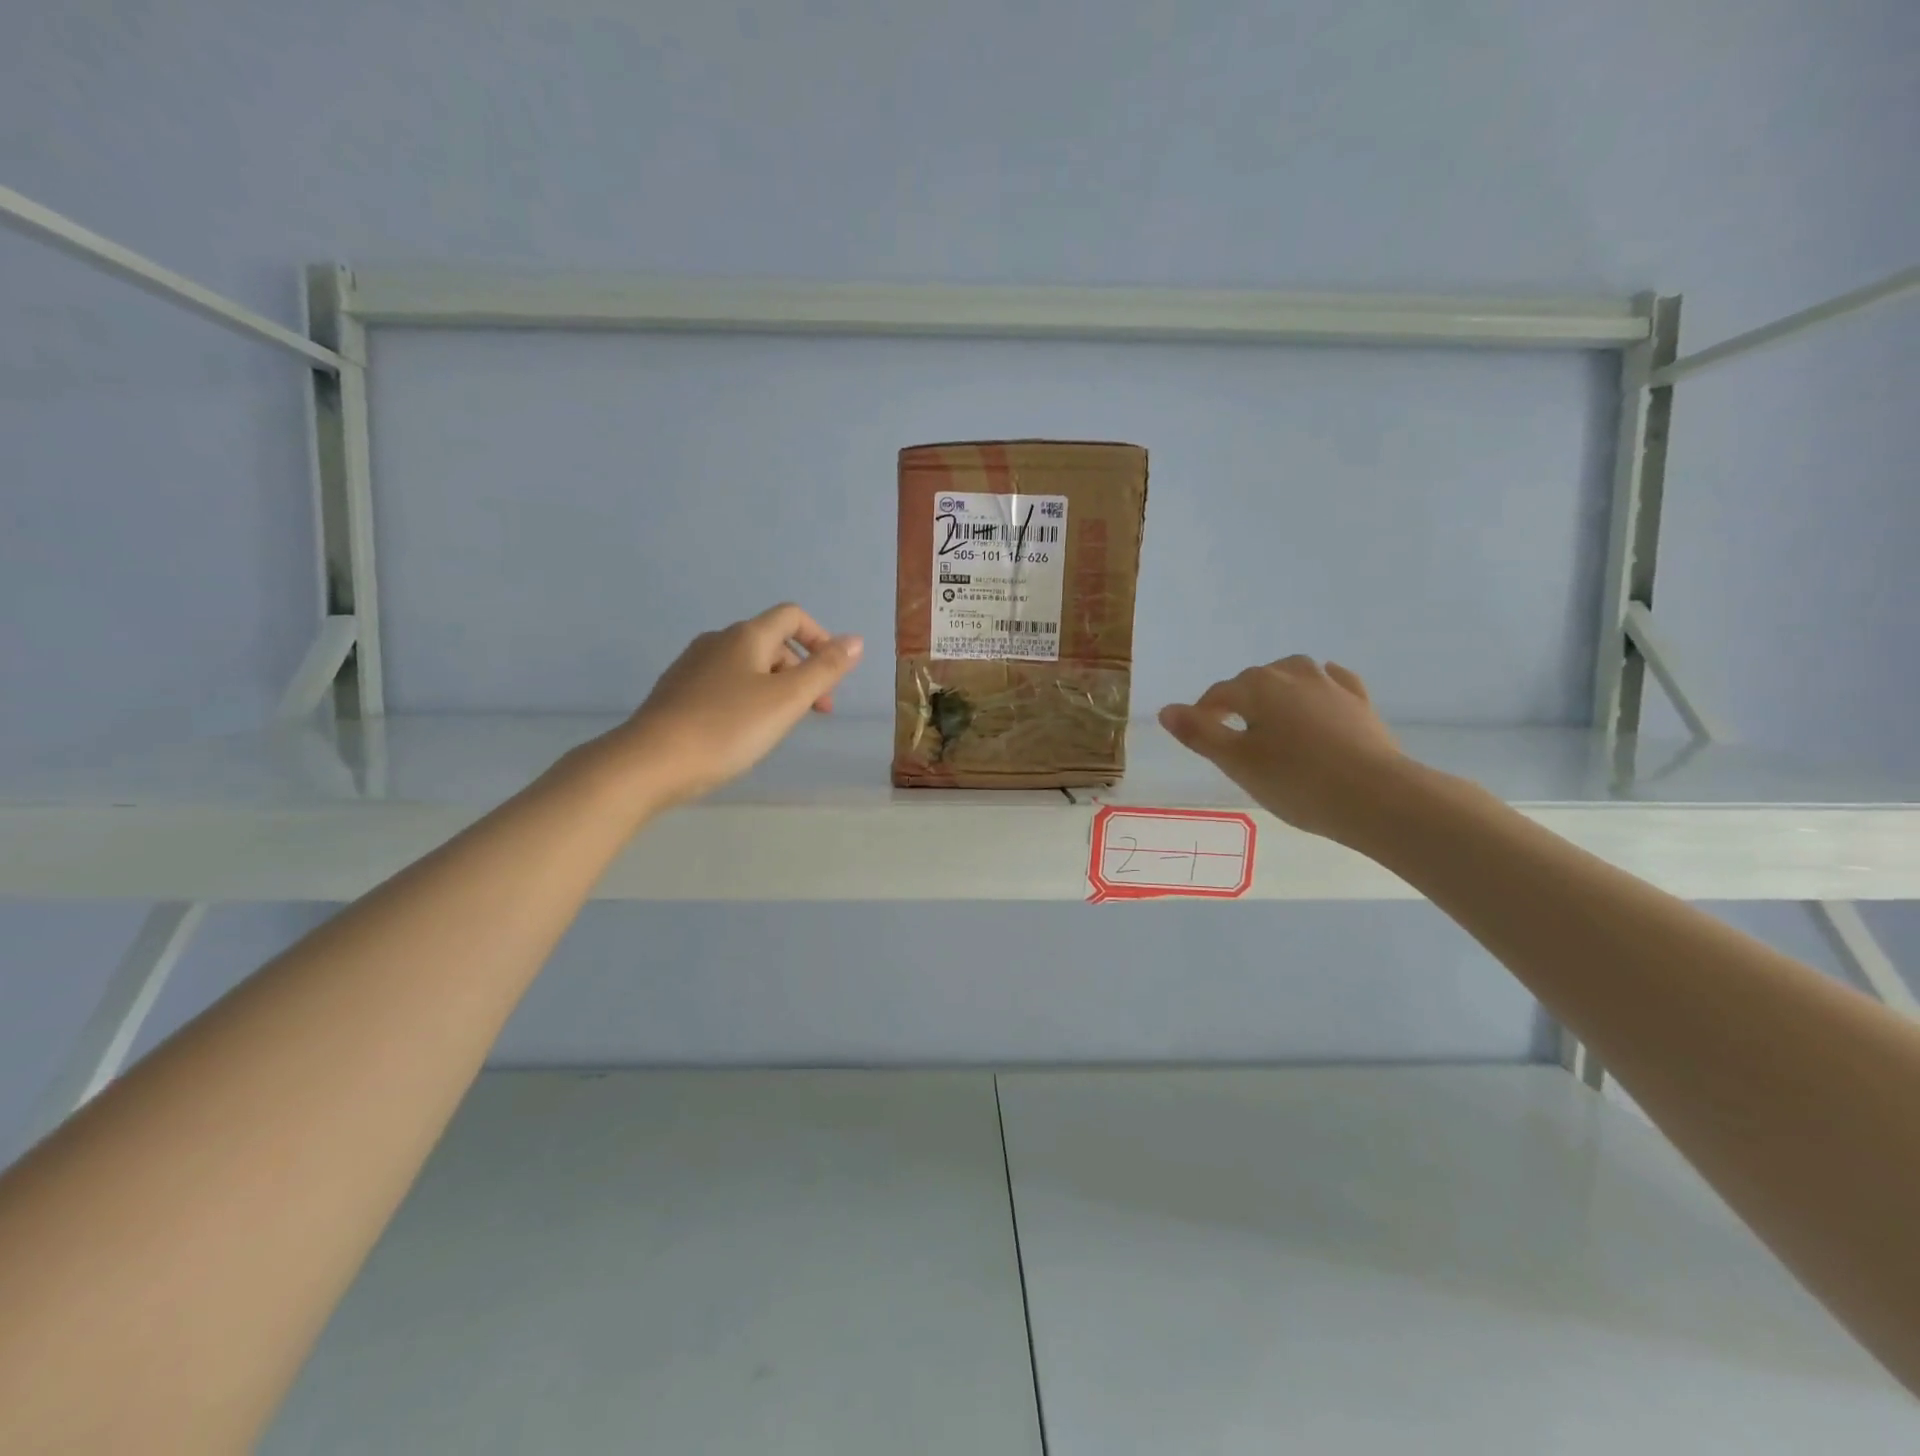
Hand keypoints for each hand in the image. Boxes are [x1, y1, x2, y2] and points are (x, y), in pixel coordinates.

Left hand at [603, 604, 863, 808]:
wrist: (651, 762)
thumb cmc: (728, 728)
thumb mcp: (787, 700)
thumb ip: (825, 669)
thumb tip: (855, 639)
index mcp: (747, 636)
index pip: (792, 616)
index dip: (820, 639)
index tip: (832, 678)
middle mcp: (718, 641)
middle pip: (772, 642)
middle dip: (801, 671)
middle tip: (813, 713)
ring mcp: (692, 665)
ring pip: (748, 665)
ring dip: (776, 687)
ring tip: (779, 726)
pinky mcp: (677, 691)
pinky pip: (725, 684)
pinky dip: (747, 698)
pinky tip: (742, 731)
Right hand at [1159, 656, 1404, 841]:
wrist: (1376, 797)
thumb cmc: (1296, 781)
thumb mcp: (1237, 763)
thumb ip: (1199, 734)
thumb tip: (1166, 710)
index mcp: (1257, 686)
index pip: (1218, 695)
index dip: (1203, 715)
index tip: (1202, 740)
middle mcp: (1292, 673)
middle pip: (1253, 681)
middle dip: (1239, 703)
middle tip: (1236, 740)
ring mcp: (1330, 684)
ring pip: (1292, 675)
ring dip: (1276, 691)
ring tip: (1272, 720)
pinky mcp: (1360, 700)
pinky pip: (1330, 682)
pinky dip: (1316, 689)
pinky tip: (1318, 701)